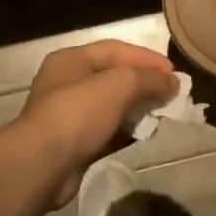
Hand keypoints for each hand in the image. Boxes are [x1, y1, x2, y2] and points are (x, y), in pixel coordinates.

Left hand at [14, 40, 177, 206]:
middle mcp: (67, 83)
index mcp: (71, 60)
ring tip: (163, 114)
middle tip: (171, 93)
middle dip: (144, 83)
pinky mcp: (74, 144)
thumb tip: (172, 83)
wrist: (42, 166)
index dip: (147, 58)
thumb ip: (149, 79)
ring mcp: (69, 115)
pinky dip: (127, 131)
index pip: (116, 49)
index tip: (174, 72)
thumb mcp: (120, 84)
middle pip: (114, 77)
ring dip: (138, 108)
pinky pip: (107, 131)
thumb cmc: (78, 113)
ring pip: (112, 105)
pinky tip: (145, 134)